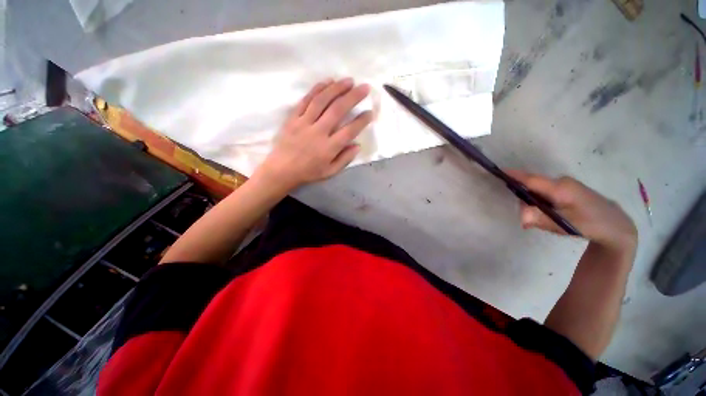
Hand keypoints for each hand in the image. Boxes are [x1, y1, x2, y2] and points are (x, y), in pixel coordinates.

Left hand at [255, 78, 373, 190]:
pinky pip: (306, 100)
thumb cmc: (308, 172)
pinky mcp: (293, 118)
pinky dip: (317, 89)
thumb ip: (345, 159)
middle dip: (353, 96)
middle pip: (338, 110)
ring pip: (322, 100)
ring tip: (349, 81)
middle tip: (364, 87)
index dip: (362, 120)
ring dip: (337, 88)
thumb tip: (357, 145)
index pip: (349, 131)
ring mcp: (304, 123)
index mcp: (329, 148)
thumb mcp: (330, 172)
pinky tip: (327, 82)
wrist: (282, 170)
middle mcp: (318, 132)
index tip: (370, 112)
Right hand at [507, 170, 636, 250]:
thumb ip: (539, 218)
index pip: (531, 179)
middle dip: (524, 197)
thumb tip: (520, 216)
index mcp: (560, 188)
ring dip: (534, 201)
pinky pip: (547, 192)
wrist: (617, 226)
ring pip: (540, 190)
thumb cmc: (591, 224)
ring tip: (541, 219)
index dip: (514, 175)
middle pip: (533, 185)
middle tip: (526, 217)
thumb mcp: (563, 225)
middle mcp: (562, 182)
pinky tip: (550, 214)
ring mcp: (566, 184)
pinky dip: (542, 201)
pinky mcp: (569, 189)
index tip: (498, 171)